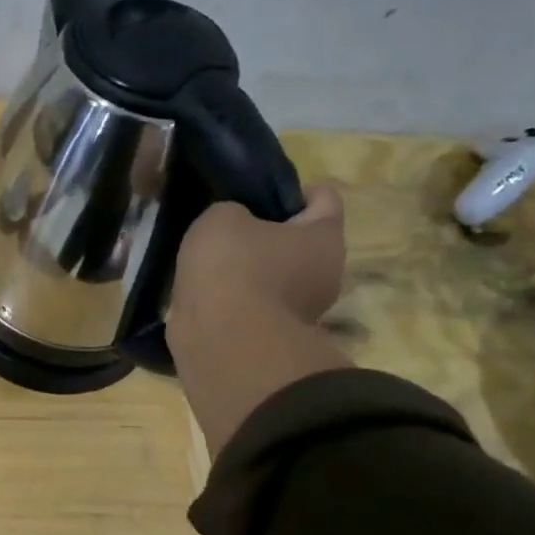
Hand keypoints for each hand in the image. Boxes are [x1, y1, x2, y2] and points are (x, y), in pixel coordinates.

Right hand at [168, 186, 351, 457]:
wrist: (222, 344)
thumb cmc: (232, 268)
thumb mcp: (220, 218)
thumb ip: (232, 211)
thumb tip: (234, 226)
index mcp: (324, 236)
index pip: (323, 197)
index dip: (291, 191)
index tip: (257, 195)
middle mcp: (326, 273)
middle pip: (300, 240)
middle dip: (268, 233)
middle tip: (229, 229)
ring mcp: (303, 311)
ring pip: (277, 275)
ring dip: (250, 270)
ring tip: (210, 265)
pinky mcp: (274, 337)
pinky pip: (256, 304)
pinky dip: (236, 300)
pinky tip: (208, 295)